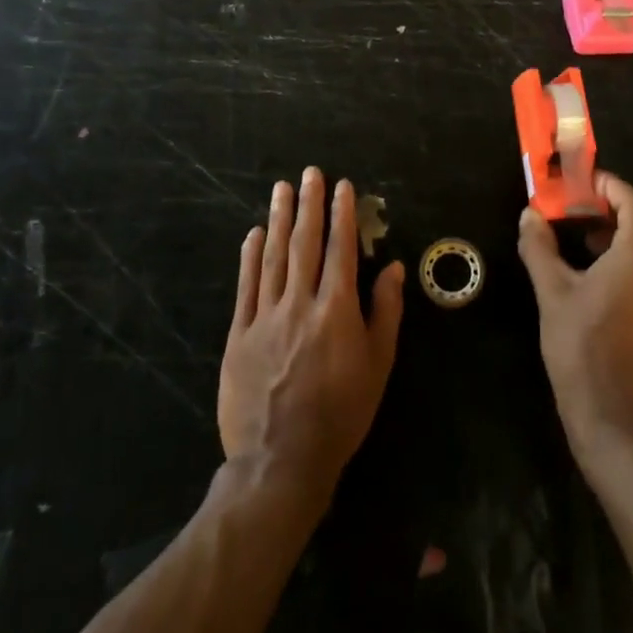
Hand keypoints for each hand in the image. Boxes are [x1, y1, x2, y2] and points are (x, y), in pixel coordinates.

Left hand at [219, 169, 405, 504]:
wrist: (281, 459)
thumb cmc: (341, 412)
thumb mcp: (378, 365)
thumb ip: (385, 312)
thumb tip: (392, 267)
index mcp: (337, 309)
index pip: (341, 250)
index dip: (342, 215)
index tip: (343, 187)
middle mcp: (300, 303)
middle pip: (305, 244)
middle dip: (309, 205)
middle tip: (310, 173)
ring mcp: (265, 317)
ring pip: (273, 257)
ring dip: (279, 220)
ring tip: (282, 189)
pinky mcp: (239, 334)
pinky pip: (246, 286)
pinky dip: (250, 257)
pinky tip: (254, 233)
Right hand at [517, 172, 632, 461]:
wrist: (620, 422)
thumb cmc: (582, 351)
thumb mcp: (553, 295)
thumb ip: (540, 248)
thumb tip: (529, 215)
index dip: (609, 185)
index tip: (582, 184)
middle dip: (628, 205)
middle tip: (591, 213)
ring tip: (591, 245)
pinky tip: (607, 279)